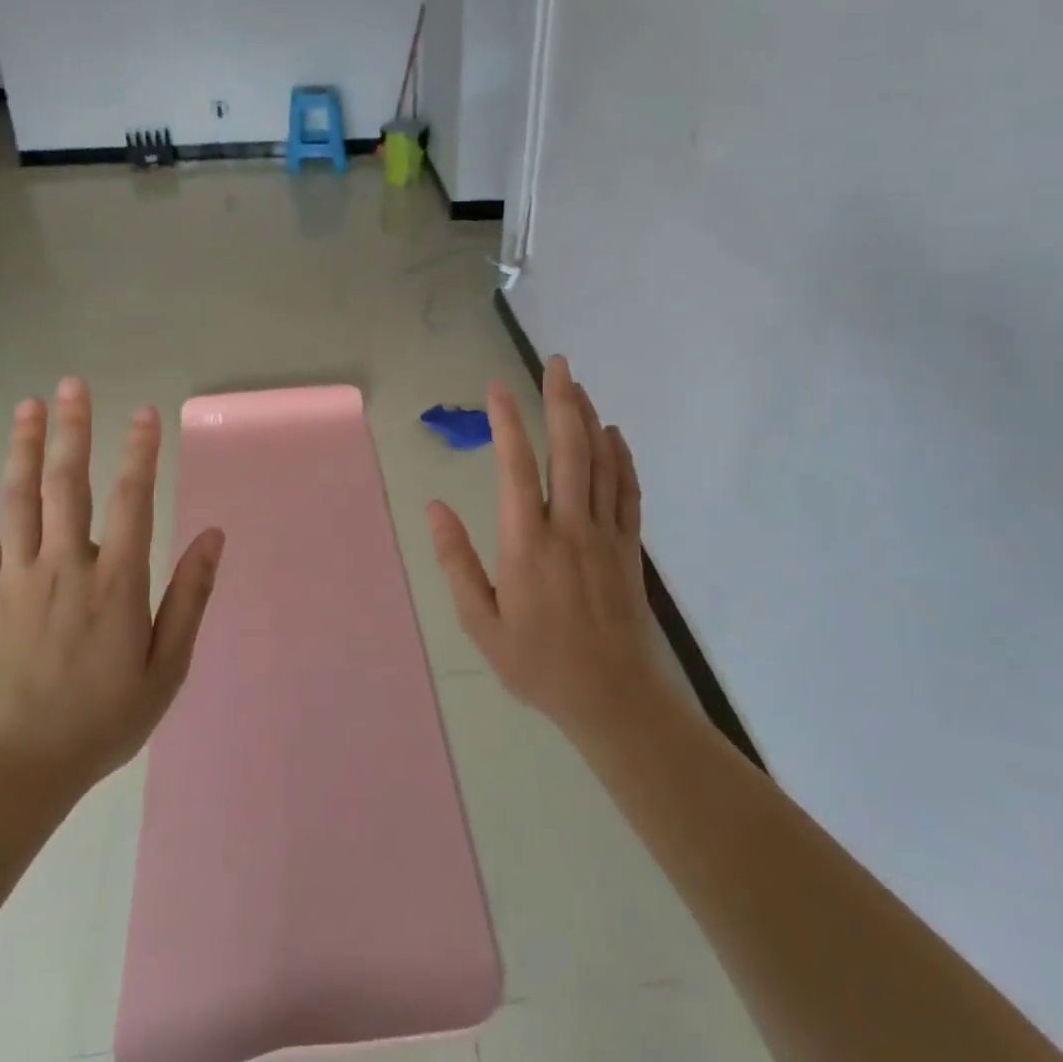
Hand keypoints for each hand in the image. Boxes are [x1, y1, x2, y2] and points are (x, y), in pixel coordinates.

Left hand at [0, 377, 224, 804]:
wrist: (15, 768)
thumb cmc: (102, 718)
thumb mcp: (167, 666)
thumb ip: (190, 597)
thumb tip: (213, 536)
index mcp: (116, 581)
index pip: (131, 500)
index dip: (139, 452)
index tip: (143, 413)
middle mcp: (66, 565)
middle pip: (68, 484)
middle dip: (72, 430)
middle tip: (72, 385)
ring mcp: (17, 577)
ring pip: (20, 499)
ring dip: (24, 448)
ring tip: (28, 406)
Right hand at [427, 356, 668, 746]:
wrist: (612, 699)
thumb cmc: (537, 663)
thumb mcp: (481, 623)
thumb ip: (456, 562)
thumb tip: (434, 508)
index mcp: (527, 544)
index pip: (515, 468)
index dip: (506, 422)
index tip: (497, 387)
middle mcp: (568, 528)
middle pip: (568, 451)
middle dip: (561, 401)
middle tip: (556, 362)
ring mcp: (604, 535)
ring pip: (601, 462)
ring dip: (589, 418)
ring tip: (578, 384)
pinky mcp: (629, 547)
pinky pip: (628, 490)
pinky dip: (622, 457)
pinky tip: (614, 433)